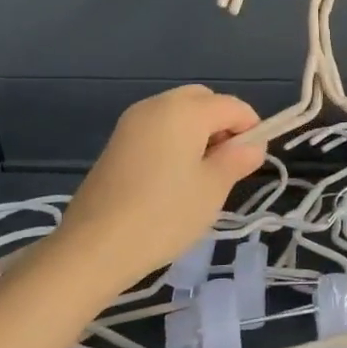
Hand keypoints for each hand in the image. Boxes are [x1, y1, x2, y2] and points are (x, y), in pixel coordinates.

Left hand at [34, 85, 265, 299]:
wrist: (93, 247)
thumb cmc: (163, 215)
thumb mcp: (212, 189)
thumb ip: (237, 160)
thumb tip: (252, 146)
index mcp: (185, 110)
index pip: (232, 106)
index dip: (251, 128)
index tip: (253, 160)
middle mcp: (157, 104)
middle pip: (202, 100)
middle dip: (222, 123)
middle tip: (226, 163)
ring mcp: (132, 122)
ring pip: (178, 112)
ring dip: (198, 131)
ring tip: (200, 174)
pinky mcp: (116, 142)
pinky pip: (157, 127)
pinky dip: (174, 140)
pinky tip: (172, 177)